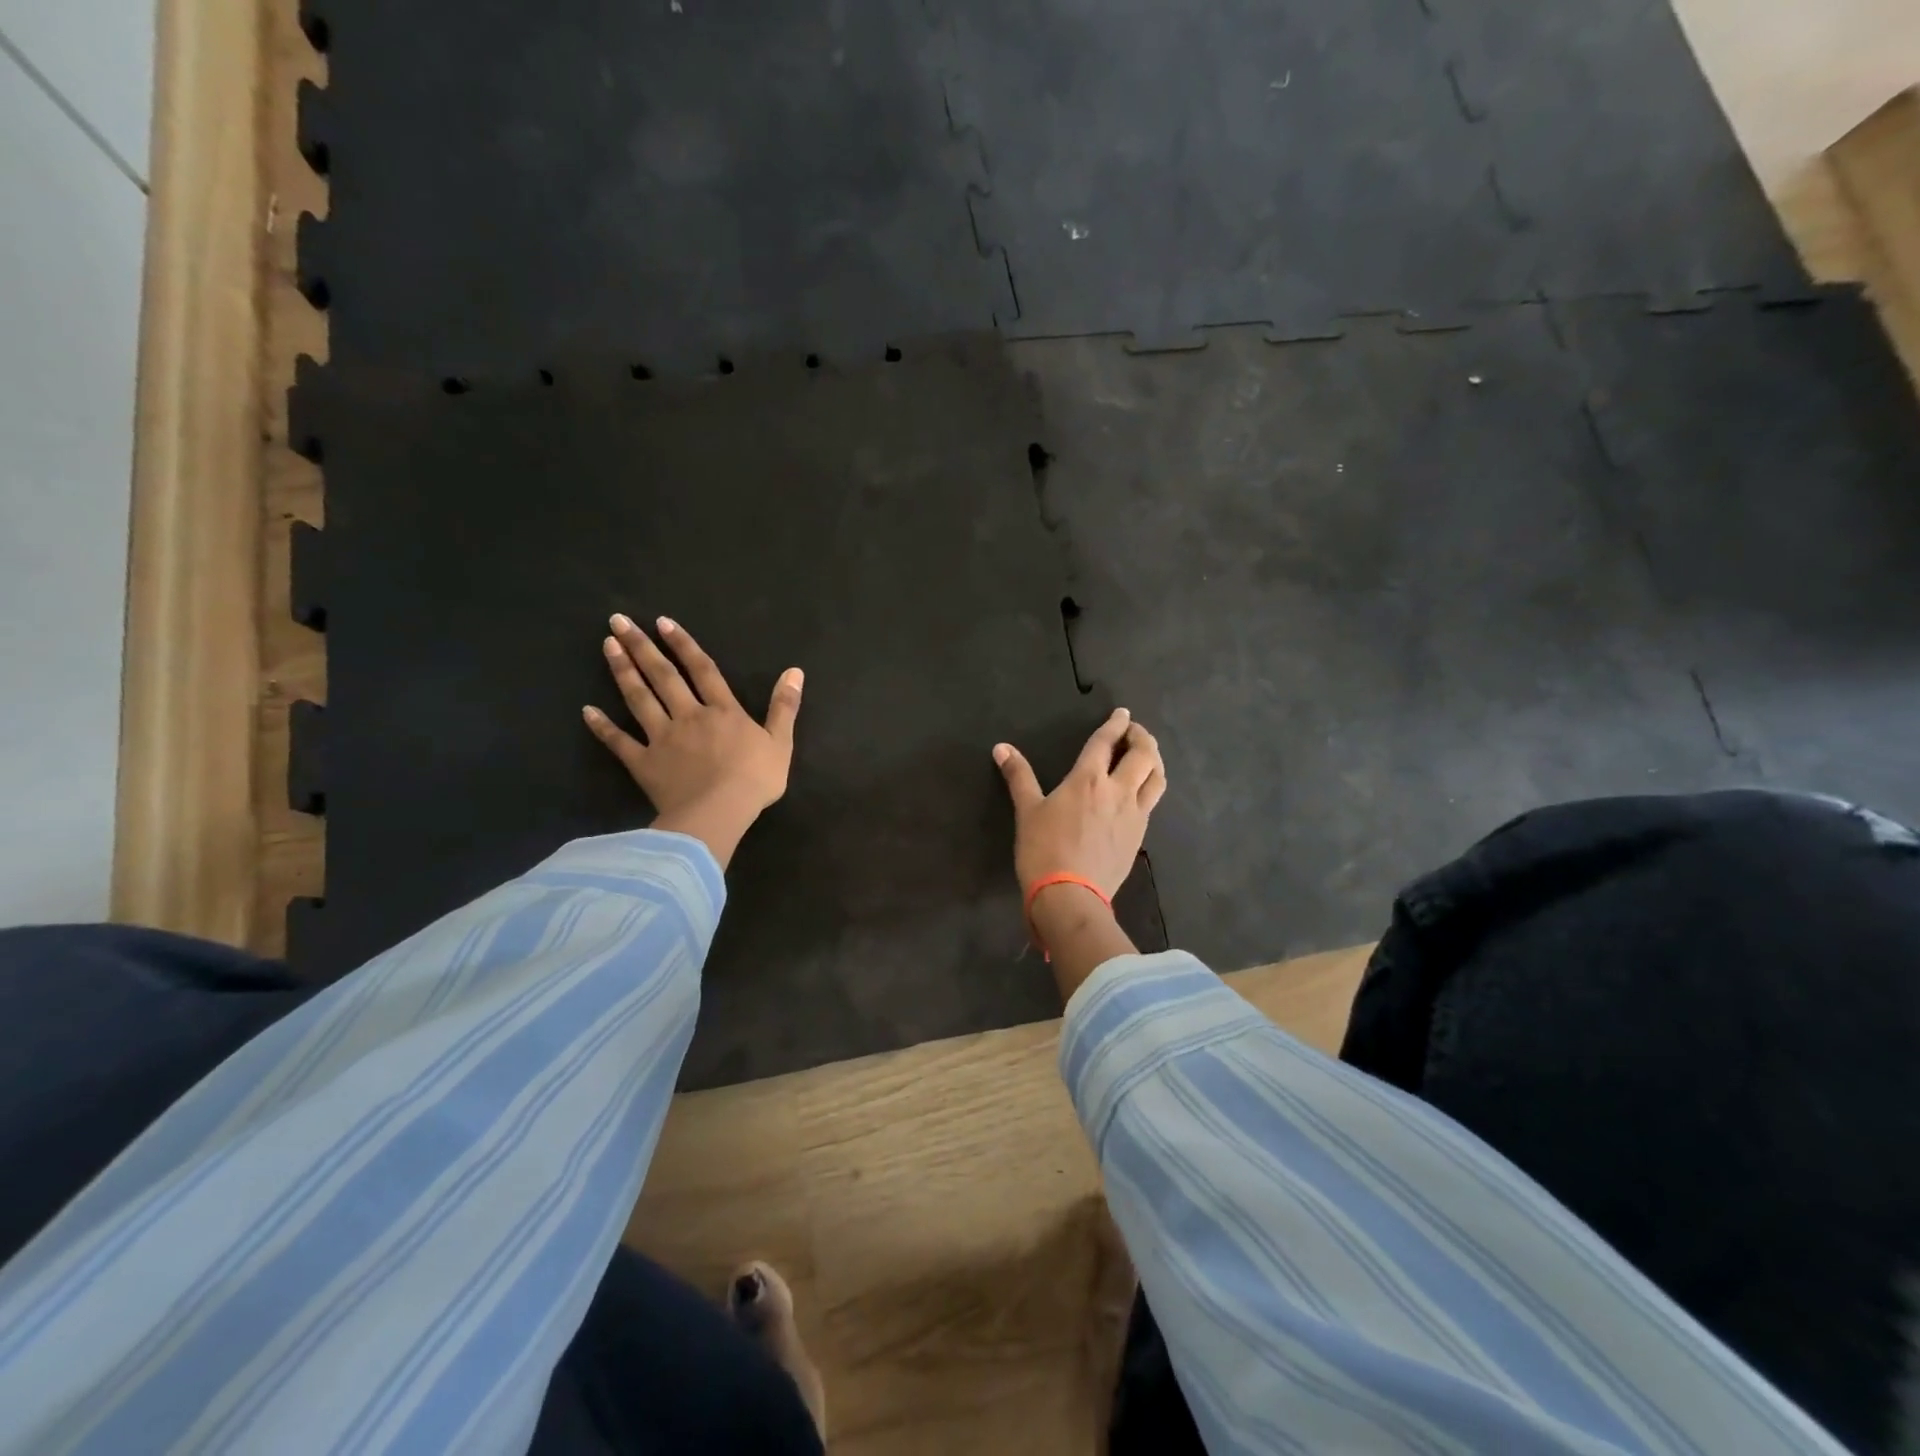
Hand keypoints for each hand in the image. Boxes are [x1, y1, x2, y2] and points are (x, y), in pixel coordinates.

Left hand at [583, 614, 802, 868]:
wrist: (719, 812)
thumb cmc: (755, 779)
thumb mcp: (781, 742)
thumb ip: (785, 706)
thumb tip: (795, 671)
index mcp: (723, 711)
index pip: (702, 670)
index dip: (684, 645)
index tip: (662, 622)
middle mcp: (689, 716)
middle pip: (664, 676)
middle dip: (642, 647)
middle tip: (619, 621)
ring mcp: (662, 738)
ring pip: (639, 699)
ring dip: (623, 671)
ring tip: (607, 646)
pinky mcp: (644, 763)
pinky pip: (620, 742)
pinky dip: (603, 727)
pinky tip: (587, 710)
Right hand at [993, 708, 1166, 898]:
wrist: (1070, 895)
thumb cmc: (1043, 850)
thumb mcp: (1027, 811)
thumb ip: (1018, 776)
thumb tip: (1001, 748)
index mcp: (1087, 779)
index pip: (1106, 742)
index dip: (1115, 724)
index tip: (1122, 713)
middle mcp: (1117, 790)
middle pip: (1143, 754)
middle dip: (1141, 737)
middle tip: (1134, 732)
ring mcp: (1134, 813)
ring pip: (1156, 778)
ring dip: (1154, 760)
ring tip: (1146, 756)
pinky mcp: (1139, 835)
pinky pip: (1152, 802)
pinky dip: (1151, 786)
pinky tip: (1142, 791)